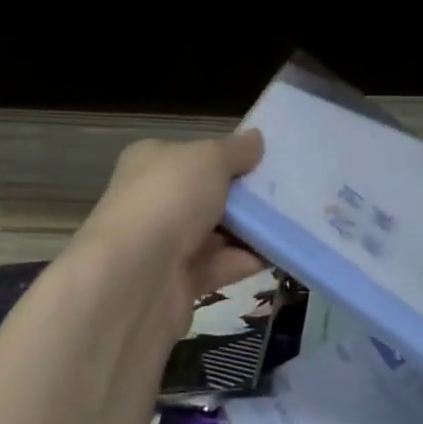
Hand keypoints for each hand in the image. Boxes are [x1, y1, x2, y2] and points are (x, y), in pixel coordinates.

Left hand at [73, 130, 265, 339]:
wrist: (134, 279)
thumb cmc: (170, 199)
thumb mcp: (209, 159)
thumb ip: (236, 150)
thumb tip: (256, 139)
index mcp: (150, 163)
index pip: (191, 154)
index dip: (226, 155)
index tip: (264, 159)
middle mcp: (152, 201)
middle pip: (205, 194)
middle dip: (242, 195)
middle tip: (285, 192)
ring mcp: (161, 245)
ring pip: (214, 232)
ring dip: (248, 230)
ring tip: (288, 222)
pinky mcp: (175, 284)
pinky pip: (217, 267)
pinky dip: (243, 261)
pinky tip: (274, 254)